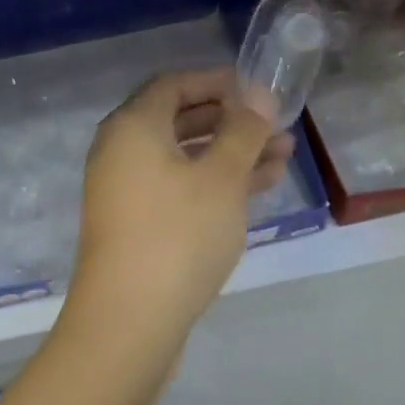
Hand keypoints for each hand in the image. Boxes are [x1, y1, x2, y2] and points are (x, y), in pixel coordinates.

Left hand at [68, 68, 293, 342]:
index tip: (258, 92)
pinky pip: (178, 188)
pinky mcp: (135, 224)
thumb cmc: (178, 235)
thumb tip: (256, 95)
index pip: (174, 85)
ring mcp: (125, 190)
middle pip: (179, 120)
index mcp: (132, 127)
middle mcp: (120, 151)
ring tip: (283, 157)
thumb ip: (242, 130)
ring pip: (183, 158)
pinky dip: (213, 184)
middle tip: (277, 127)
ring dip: (230, 154)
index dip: (218, 82)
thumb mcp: (220, 177)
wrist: (129, 321)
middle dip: (231, 121)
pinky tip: (258, 189)